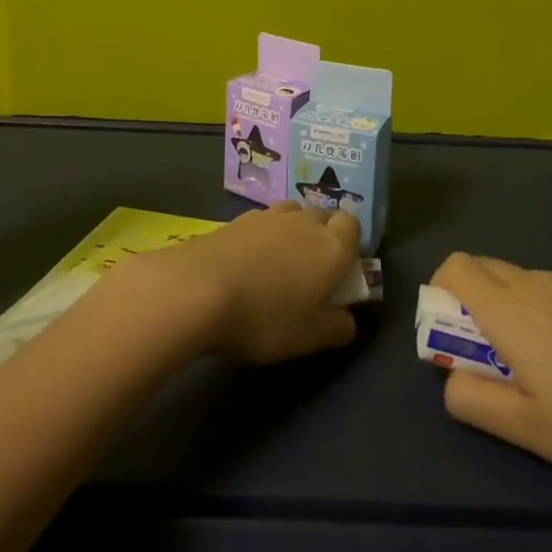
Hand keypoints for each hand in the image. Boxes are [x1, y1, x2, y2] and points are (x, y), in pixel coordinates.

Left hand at [147, 202, 360, 364]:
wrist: (198, 290)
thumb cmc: (265, 317)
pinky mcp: (236, 220)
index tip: (341, 270)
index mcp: (331, 247)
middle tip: (311, 270)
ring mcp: (268, 217)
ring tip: (279, 262)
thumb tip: (348, 320)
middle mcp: (304, 222)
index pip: (352, 226)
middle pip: (323, 216)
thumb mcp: (310, 337)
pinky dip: (262, 237)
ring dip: (292, 231)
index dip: (350, 243)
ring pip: (292, 214)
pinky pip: (262, 222)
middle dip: (322, 235)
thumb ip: (338, 327)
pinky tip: (248, 263)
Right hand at [430, 253, 551, 494]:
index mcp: (511, 310)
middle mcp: (542, 283)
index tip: (453, 335)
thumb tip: (452, 382)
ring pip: (532, 283)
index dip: (442, 291)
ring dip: (522, 311)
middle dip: (477, 304)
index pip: (456, 267)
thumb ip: (473, 402)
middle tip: (498, 360)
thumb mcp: (529, 432)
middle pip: (490, 270)